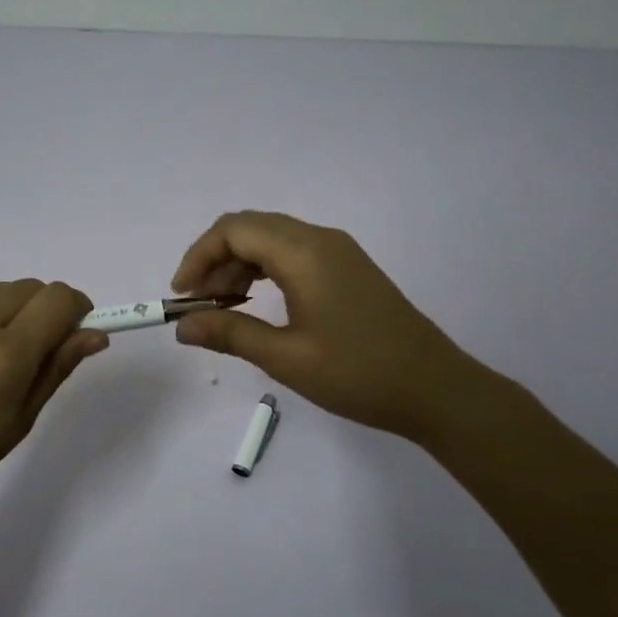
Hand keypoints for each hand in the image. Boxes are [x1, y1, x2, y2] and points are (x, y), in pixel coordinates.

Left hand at [0, 280, 107, 529]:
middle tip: (38, 351)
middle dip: (46, 309)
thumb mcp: (18, 421)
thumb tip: (93, 335)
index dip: (78, 309)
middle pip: (30, 287)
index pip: (58, 298)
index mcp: (6, 353)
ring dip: (12, 310)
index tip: (76, 334)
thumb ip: (56, 368)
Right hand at [170, 211, 508, 446]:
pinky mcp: (348, 268)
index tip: (182, 296)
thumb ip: (230, 335)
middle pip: (251, 227)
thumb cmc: (358, 373)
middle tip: (199, 305)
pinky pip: (293, 253)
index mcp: (304, 252)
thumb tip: (182, 326)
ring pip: (272, 239)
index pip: (233, 229)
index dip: (198, 256)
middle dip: (215, 259)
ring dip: (239, 265)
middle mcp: (320, 239)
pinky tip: (257, 303)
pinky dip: (265, 270)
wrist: (435, 389)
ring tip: (223, 308)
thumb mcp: (286, 358)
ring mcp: (338, 251)